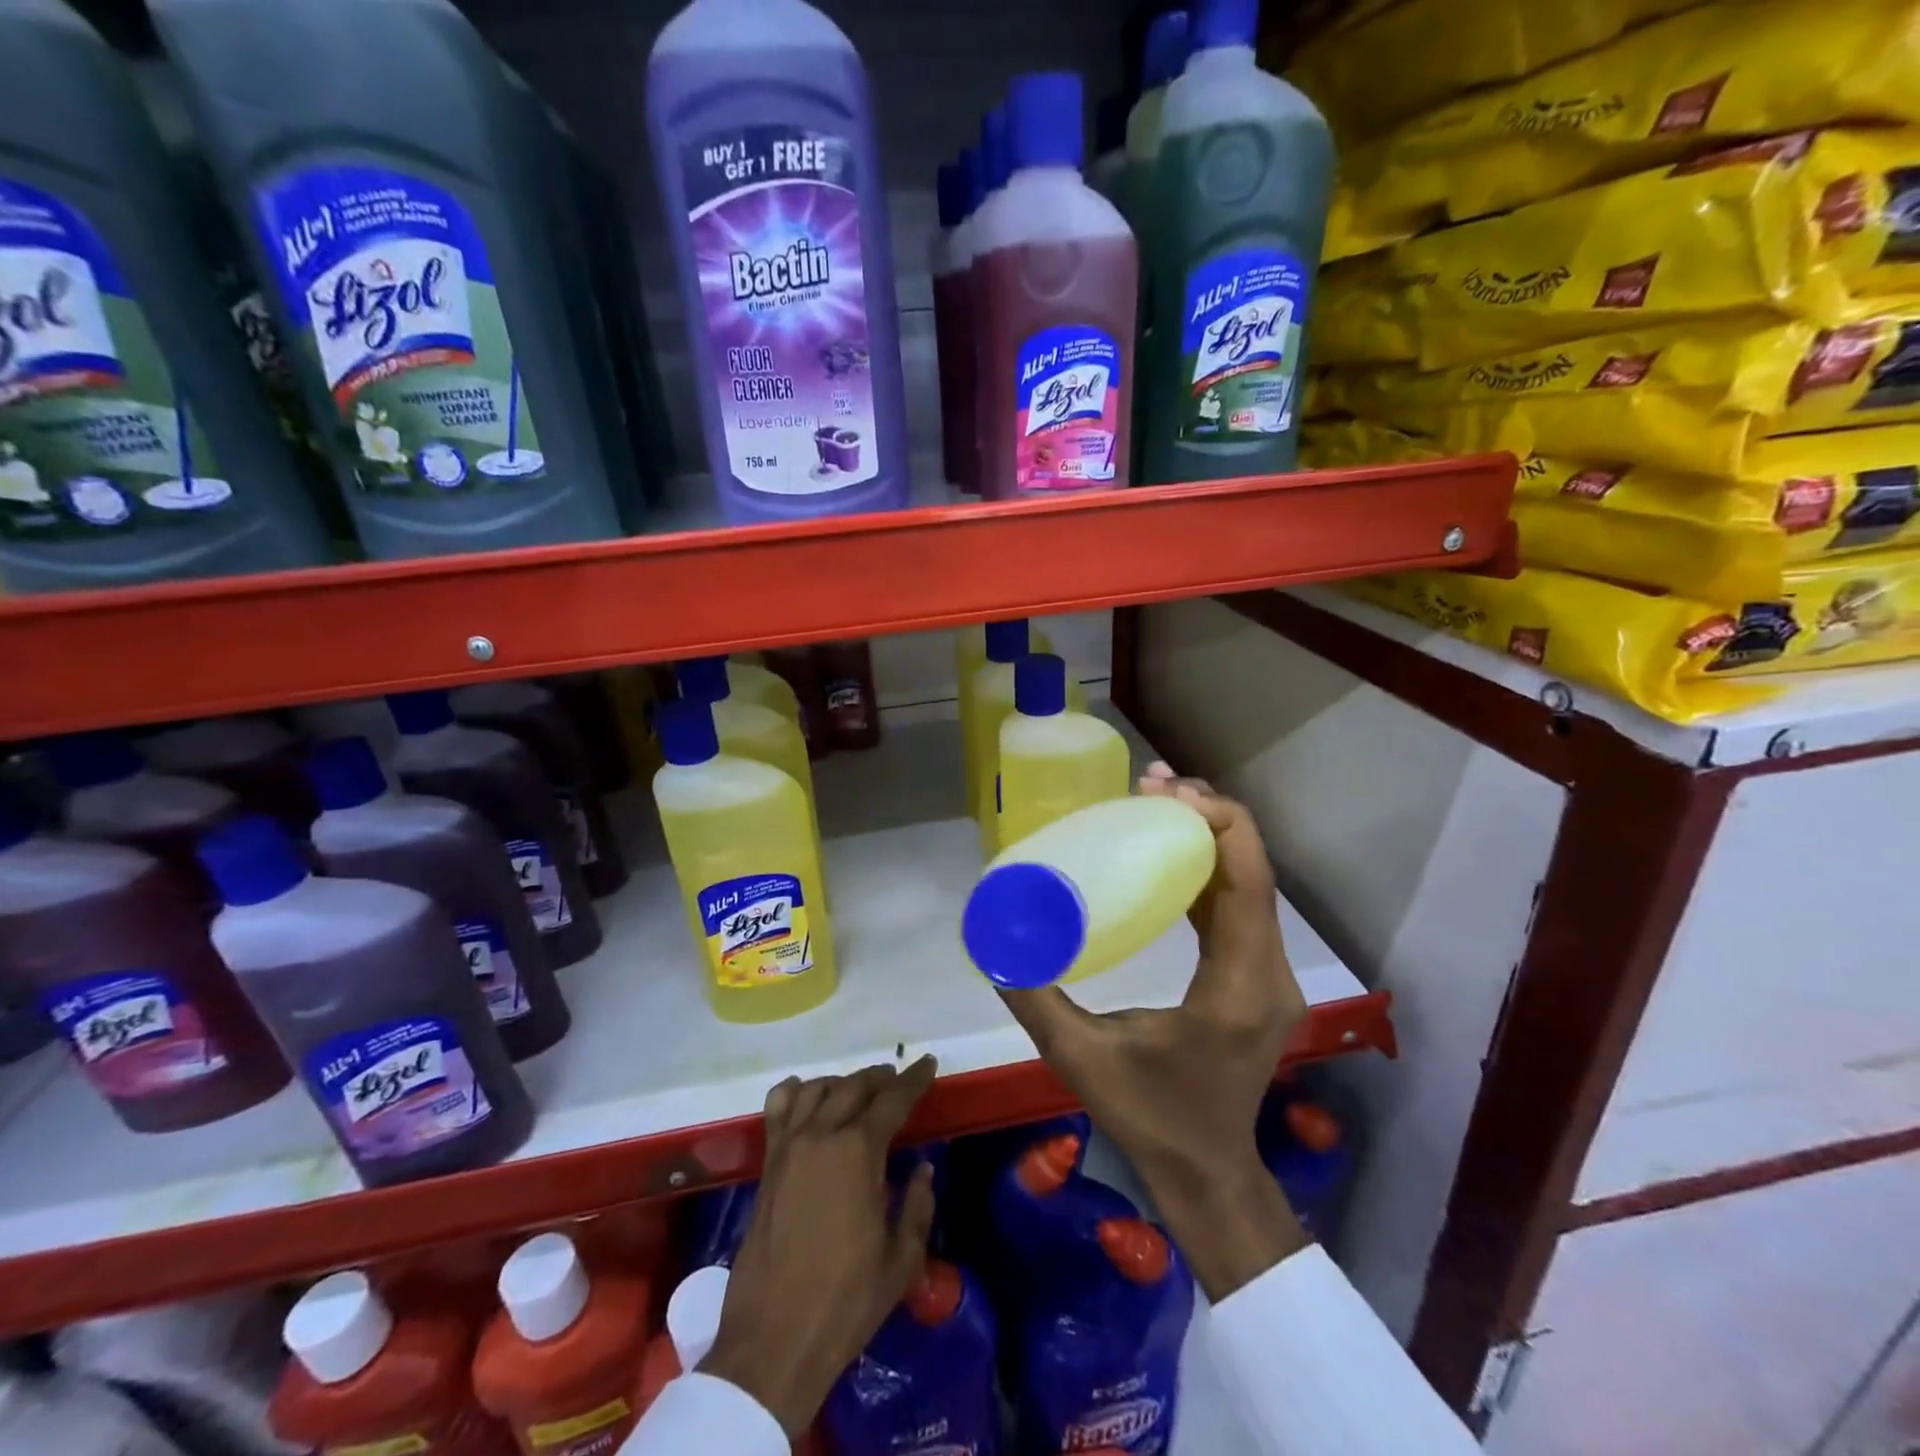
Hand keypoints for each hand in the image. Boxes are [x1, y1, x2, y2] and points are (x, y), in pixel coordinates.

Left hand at [702, 1058, 938, 1436]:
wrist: (774, 1339)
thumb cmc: (846, 1301)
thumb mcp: (901, 1260)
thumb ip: (918, 1206)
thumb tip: (923, 1169)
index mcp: (859, 1152)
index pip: (893, 1099)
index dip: (914, 1079)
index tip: (928, 1063)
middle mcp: (822, 1135)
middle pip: (854, 1086)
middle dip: (881, 1078)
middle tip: (899, 1080)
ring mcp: (789, 1146)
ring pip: (817, 1088)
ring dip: (843, 1082)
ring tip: (860, 1091)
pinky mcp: (767, 1164)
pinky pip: (779, 1108)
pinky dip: (796, 1091)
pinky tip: (809, 1098)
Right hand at [998, 766, 1311, 1300]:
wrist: (1209, 1174)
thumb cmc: (1150, 1118)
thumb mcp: (1080, 1057)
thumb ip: (1034, 995)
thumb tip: (992, 937)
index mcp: (1237, 984)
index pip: (1248, 879)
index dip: (1216, 821)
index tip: (1164, 791)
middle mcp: (1269, 971)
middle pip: (1254, 869)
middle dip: (1206, 815)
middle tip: (1149, 784)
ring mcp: (1271, 975)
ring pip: (1251, 883)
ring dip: (1209, 837)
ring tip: (1156, 803)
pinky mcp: (1259, 979)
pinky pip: (1242, 906)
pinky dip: (1209, 869)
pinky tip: (1168, 854)